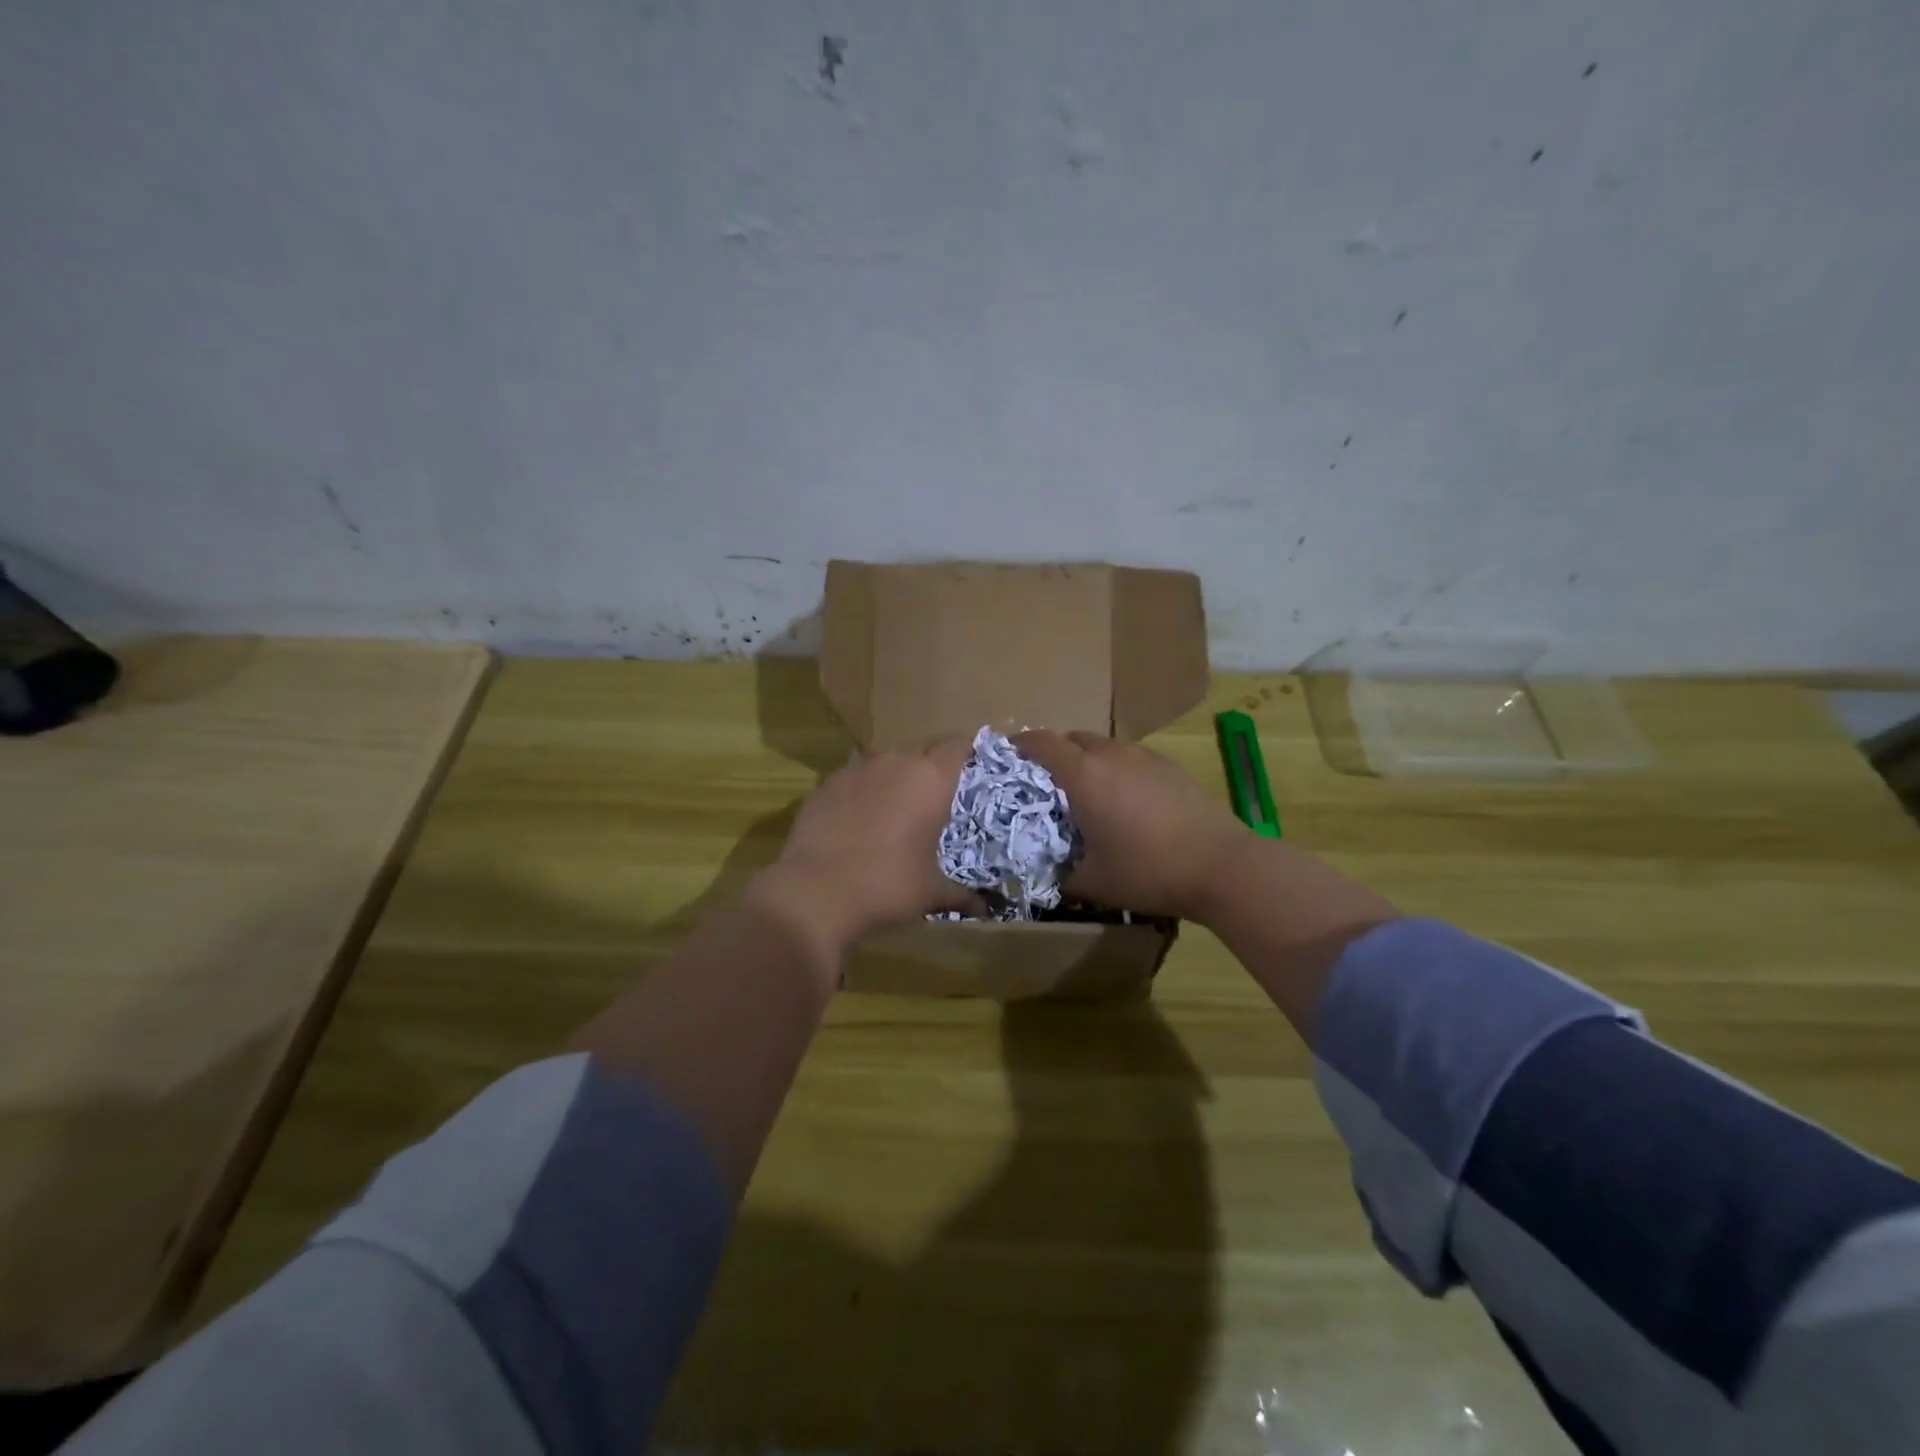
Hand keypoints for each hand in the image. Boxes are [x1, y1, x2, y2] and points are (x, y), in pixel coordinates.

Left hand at [753, 738, 982, 949]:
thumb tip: (985, 909)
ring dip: (896, 776)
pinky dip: (863, 791)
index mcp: (929, 780)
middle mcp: (894, 763)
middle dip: (932, 764)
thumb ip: (962, 894)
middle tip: (939, 793)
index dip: (968, 751)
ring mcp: (855, 770)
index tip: (973, 765)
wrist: (815, 893)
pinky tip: (859, 820)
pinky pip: (854, 778)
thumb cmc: (887, 886)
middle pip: (922, 748)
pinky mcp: (825, 785)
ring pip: (885, 760)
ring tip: (897, 806)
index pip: (957, 745)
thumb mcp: (931, 892)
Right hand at [1013, 730, 1248, 919]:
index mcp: (1084, 775)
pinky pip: (1130, 757)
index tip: (1007, 757)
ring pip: (1104, 746)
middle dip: (1054, 754)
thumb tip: (1050, 875)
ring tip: (1089, 793)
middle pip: (1072, 738)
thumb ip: (1063, 874)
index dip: (1019, 745)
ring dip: (1088, 761)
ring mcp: (1145, 756)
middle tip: (1048, 785)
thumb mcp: (1094, 882)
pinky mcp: (1170, 765)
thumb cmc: (1149, 871)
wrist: (1222, 865)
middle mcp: (1111, 755)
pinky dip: (1117, 769)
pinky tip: (1127, 801)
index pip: (1041, 742)